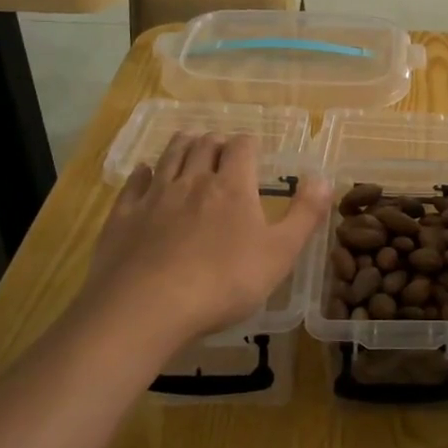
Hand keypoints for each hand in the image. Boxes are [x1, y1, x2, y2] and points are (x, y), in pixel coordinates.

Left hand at [85, 133, 331, 347]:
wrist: (146, 307)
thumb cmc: (224, 282)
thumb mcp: (281, 253)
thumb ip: (305, 214)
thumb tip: (323, 178)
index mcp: (232, 187)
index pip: (242, 148)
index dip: (250, 143)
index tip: (255, 148)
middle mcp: (193, 181)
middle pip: (204, 146)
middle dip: (216, 140)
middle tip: (222, 144)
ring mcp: (154, 196)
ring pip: (169, 157)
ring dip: (182, 144)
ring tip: (189, 140)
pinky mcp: (124, 216)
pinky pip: (134, 183)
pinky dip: (143, 172)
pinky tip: (144, 171)